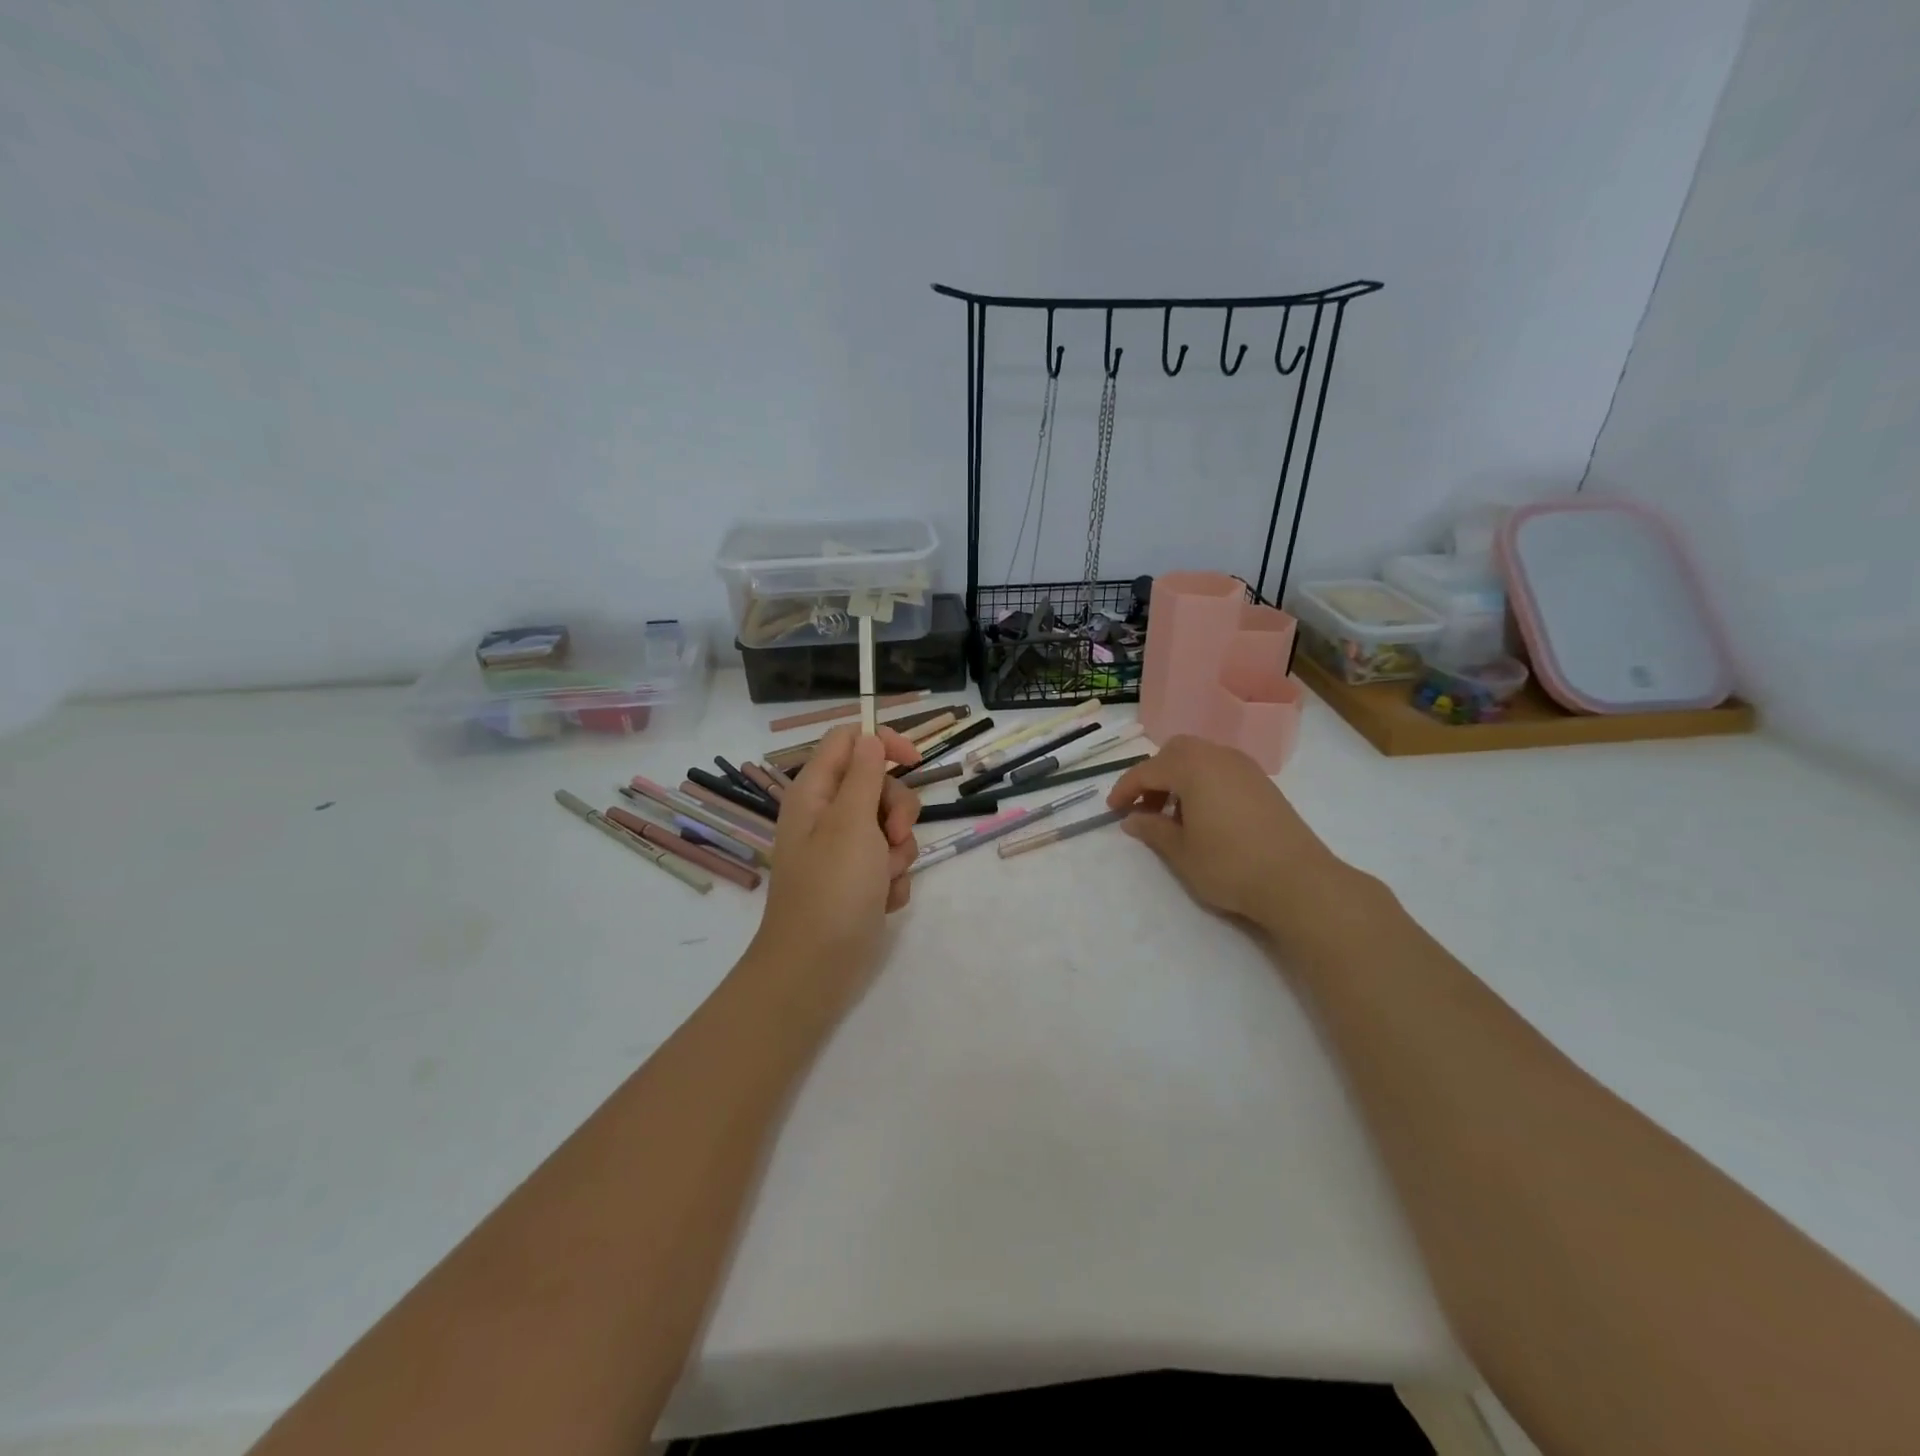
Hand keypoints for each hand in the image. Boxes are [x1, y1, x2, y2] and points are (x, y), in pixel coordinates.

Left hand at [748, 726, 921, 1002]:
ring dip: (898, 850)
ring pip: (889, 826)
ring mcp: (843, 850)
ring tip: (884, 878)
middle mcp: (827, 815)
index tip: (914, 760)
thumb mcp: (851, 822)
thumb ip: (864, 775)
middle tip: (891, 837)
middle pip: (877, 784)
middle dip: (896, 809)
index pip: (848, 740)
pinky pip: (889, 861)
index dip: (882, 742)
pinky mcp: (859, 880)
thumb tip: (868, 737)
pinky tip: (883, 900)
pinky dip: (893, 878)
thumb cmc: (832, 889)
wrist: (816, 968)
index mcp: (815, 793)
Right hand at [1106, 735, 1354, 946]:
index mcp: (1192, 767)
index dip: (1125, 789)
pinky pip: (1221, 769)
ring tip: (1173, 816)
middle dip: (1154, 775)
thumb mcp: (1181, 852)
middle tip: (1144, 808)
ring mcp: (1244, 768)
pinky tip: (1204, 816)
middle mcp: (1218, 757)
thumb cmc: (1229, 865)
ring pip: (1200, 758)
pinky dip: (1203, 783)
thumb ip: (1152, 830)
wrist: (1298, 881)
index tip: (1112, 811)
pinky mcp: (1262, 783)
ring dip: (1179, 778)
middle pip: (1175, 752)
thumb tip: (1131, 819)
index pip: (1147, 770)